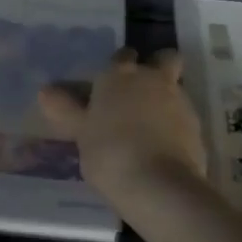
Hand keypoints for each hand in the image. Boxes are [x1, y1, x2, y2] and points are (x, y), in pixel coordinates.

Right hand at [37, 48, 206, 202]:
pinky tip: (163, 148)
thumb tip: (45, 91)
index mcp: (120, 75)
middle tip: (141, 93)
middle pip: (164, 59)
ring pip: (176, 87)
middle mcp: (153, 79)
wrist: (158, 185)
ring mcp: (179, 101)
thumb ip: (66, 109)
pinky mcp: (197, 127)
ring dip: (166, 99)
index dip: (118, 67)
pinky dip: (176, 126)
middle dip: (157, 67)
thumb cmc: (109, 153)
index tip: (111, 85)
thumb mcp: (80, 133)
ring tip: (149, 129)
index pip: (122, 56)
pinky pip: (185, 117)